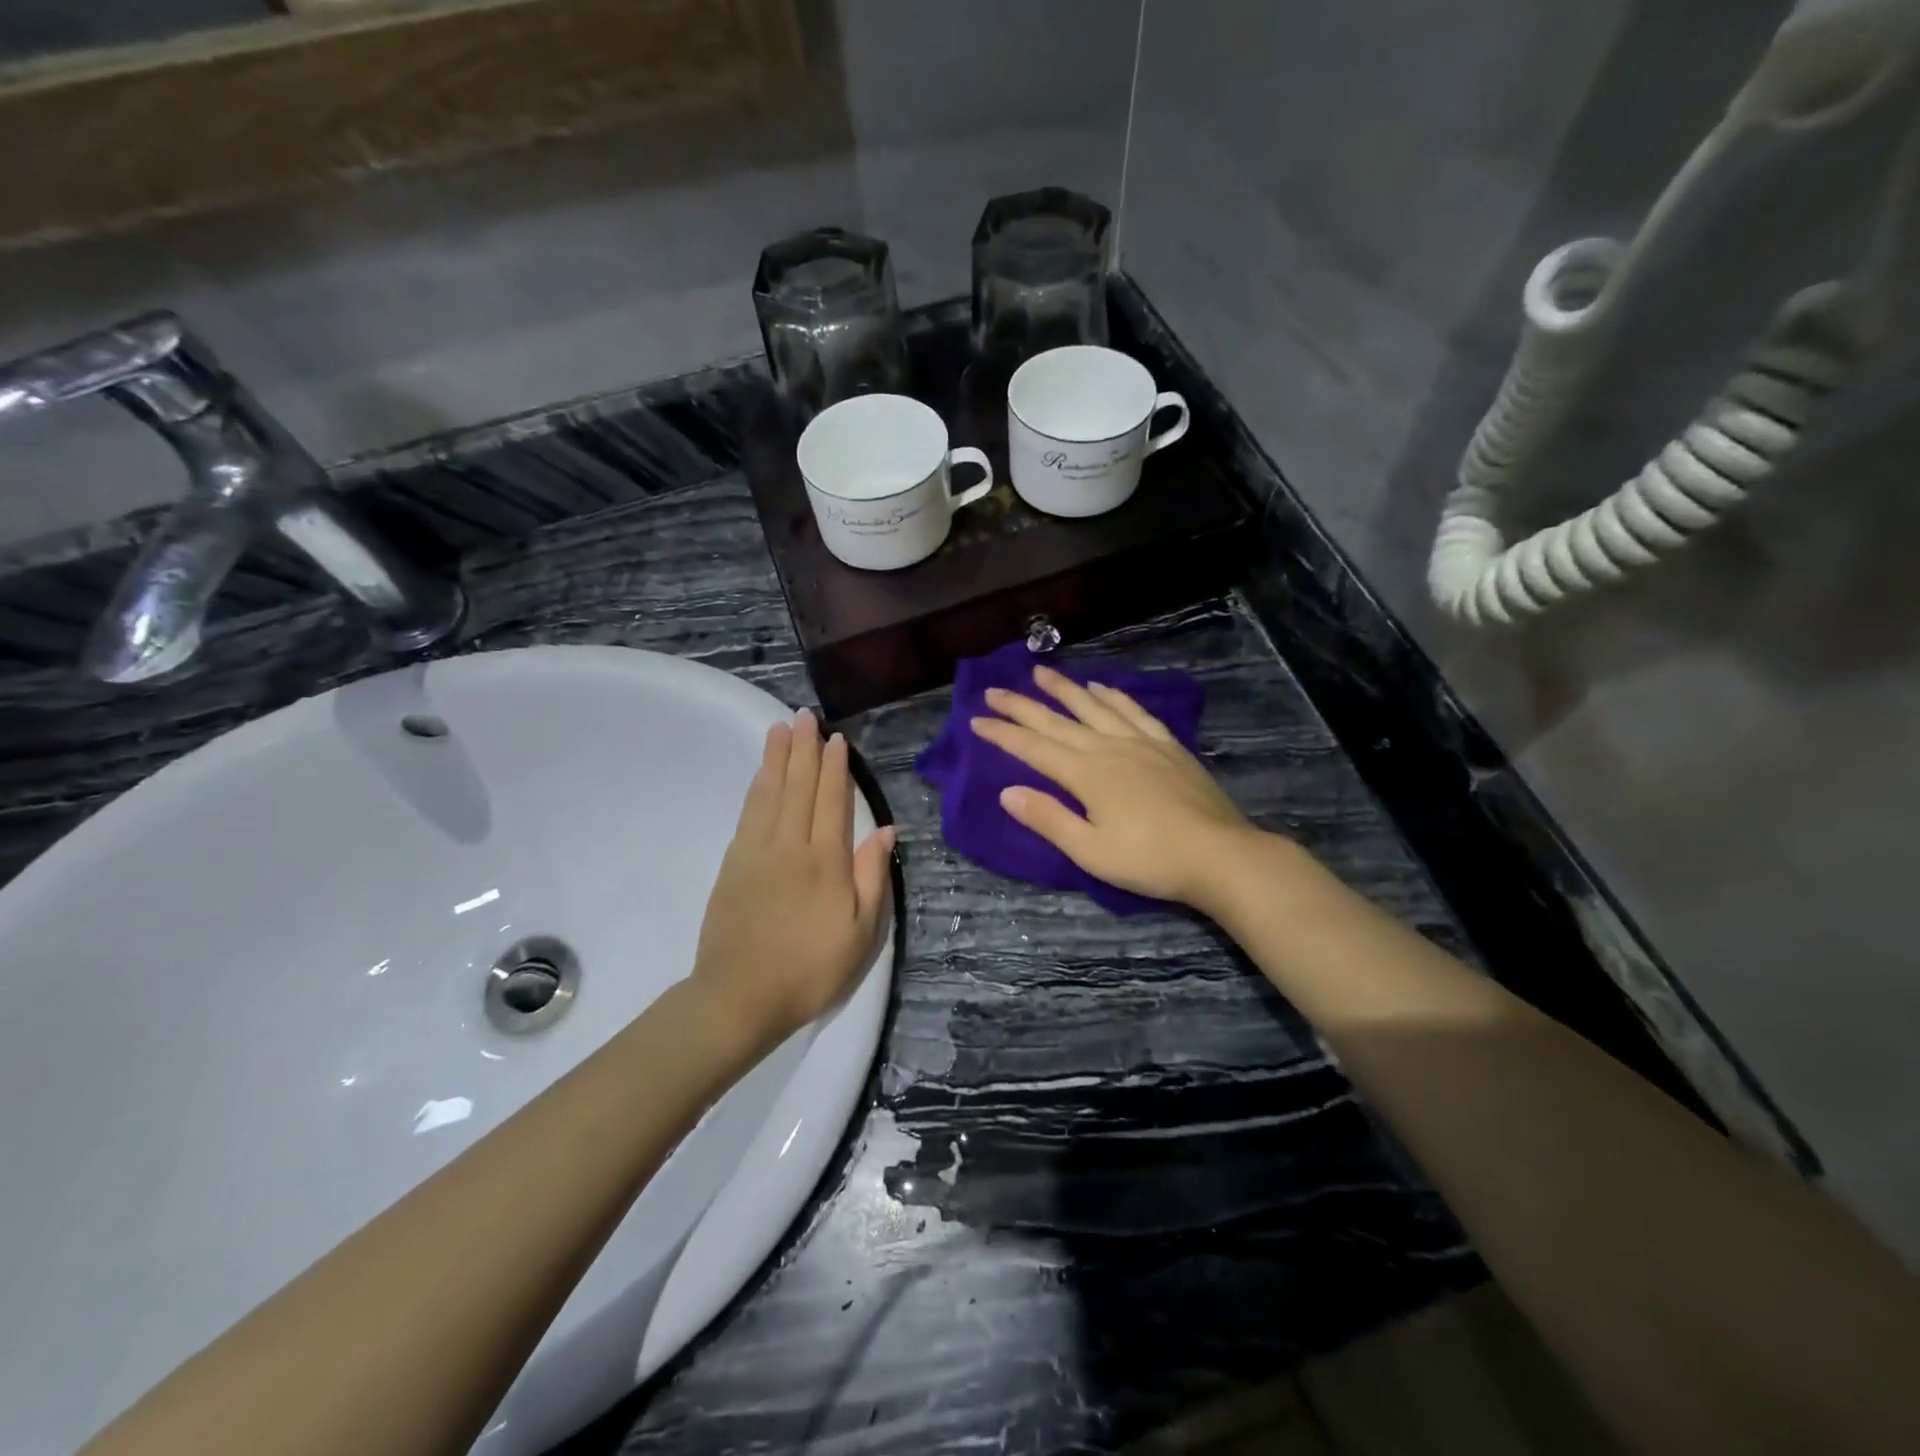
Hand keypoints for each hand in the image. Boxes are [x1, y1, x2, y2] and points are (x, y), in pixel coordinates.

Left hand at [691, 709, 895, 1048]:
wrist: (739, 996)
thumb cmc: (810, 968)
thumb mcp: (861, 932)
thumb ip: (872, 877)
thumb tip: (885, 830)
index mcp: (826, 861)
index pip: (832, 801)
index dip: (835, 768)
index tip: (836, 739)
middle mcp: (790, 846)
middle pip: (798, 787)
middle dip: (804, 749)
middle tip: (804, 716)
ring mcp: (756, 852)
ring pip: (769, 793)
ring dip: (776, 758)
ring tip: (780, 729)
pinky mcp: (733, 864)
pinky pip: (748, 813)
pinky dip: (756, 788)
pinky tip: (760, 776)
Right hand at [970, 665, 1256, 909]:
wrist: (1220, 855)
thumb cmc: (1150, 860)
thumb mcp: (1090, 851)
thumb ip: (1048, 818)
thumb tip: (1006, 791)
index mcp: (1086, 774)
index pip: (1033, 748)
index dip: (1003, 734)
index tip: (976, 720)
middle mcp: (1108, 748)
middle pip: (1057, 721)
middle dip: (1022, 705)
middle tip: (995, 689)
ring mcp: (1141, 742)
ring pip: (1094, 707)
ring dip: (1065, 689)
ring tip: (1041, 672)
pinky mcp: (1167, 746)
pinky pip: (1133, 711)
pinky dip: (1113, 696)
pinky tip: (1101, 688)